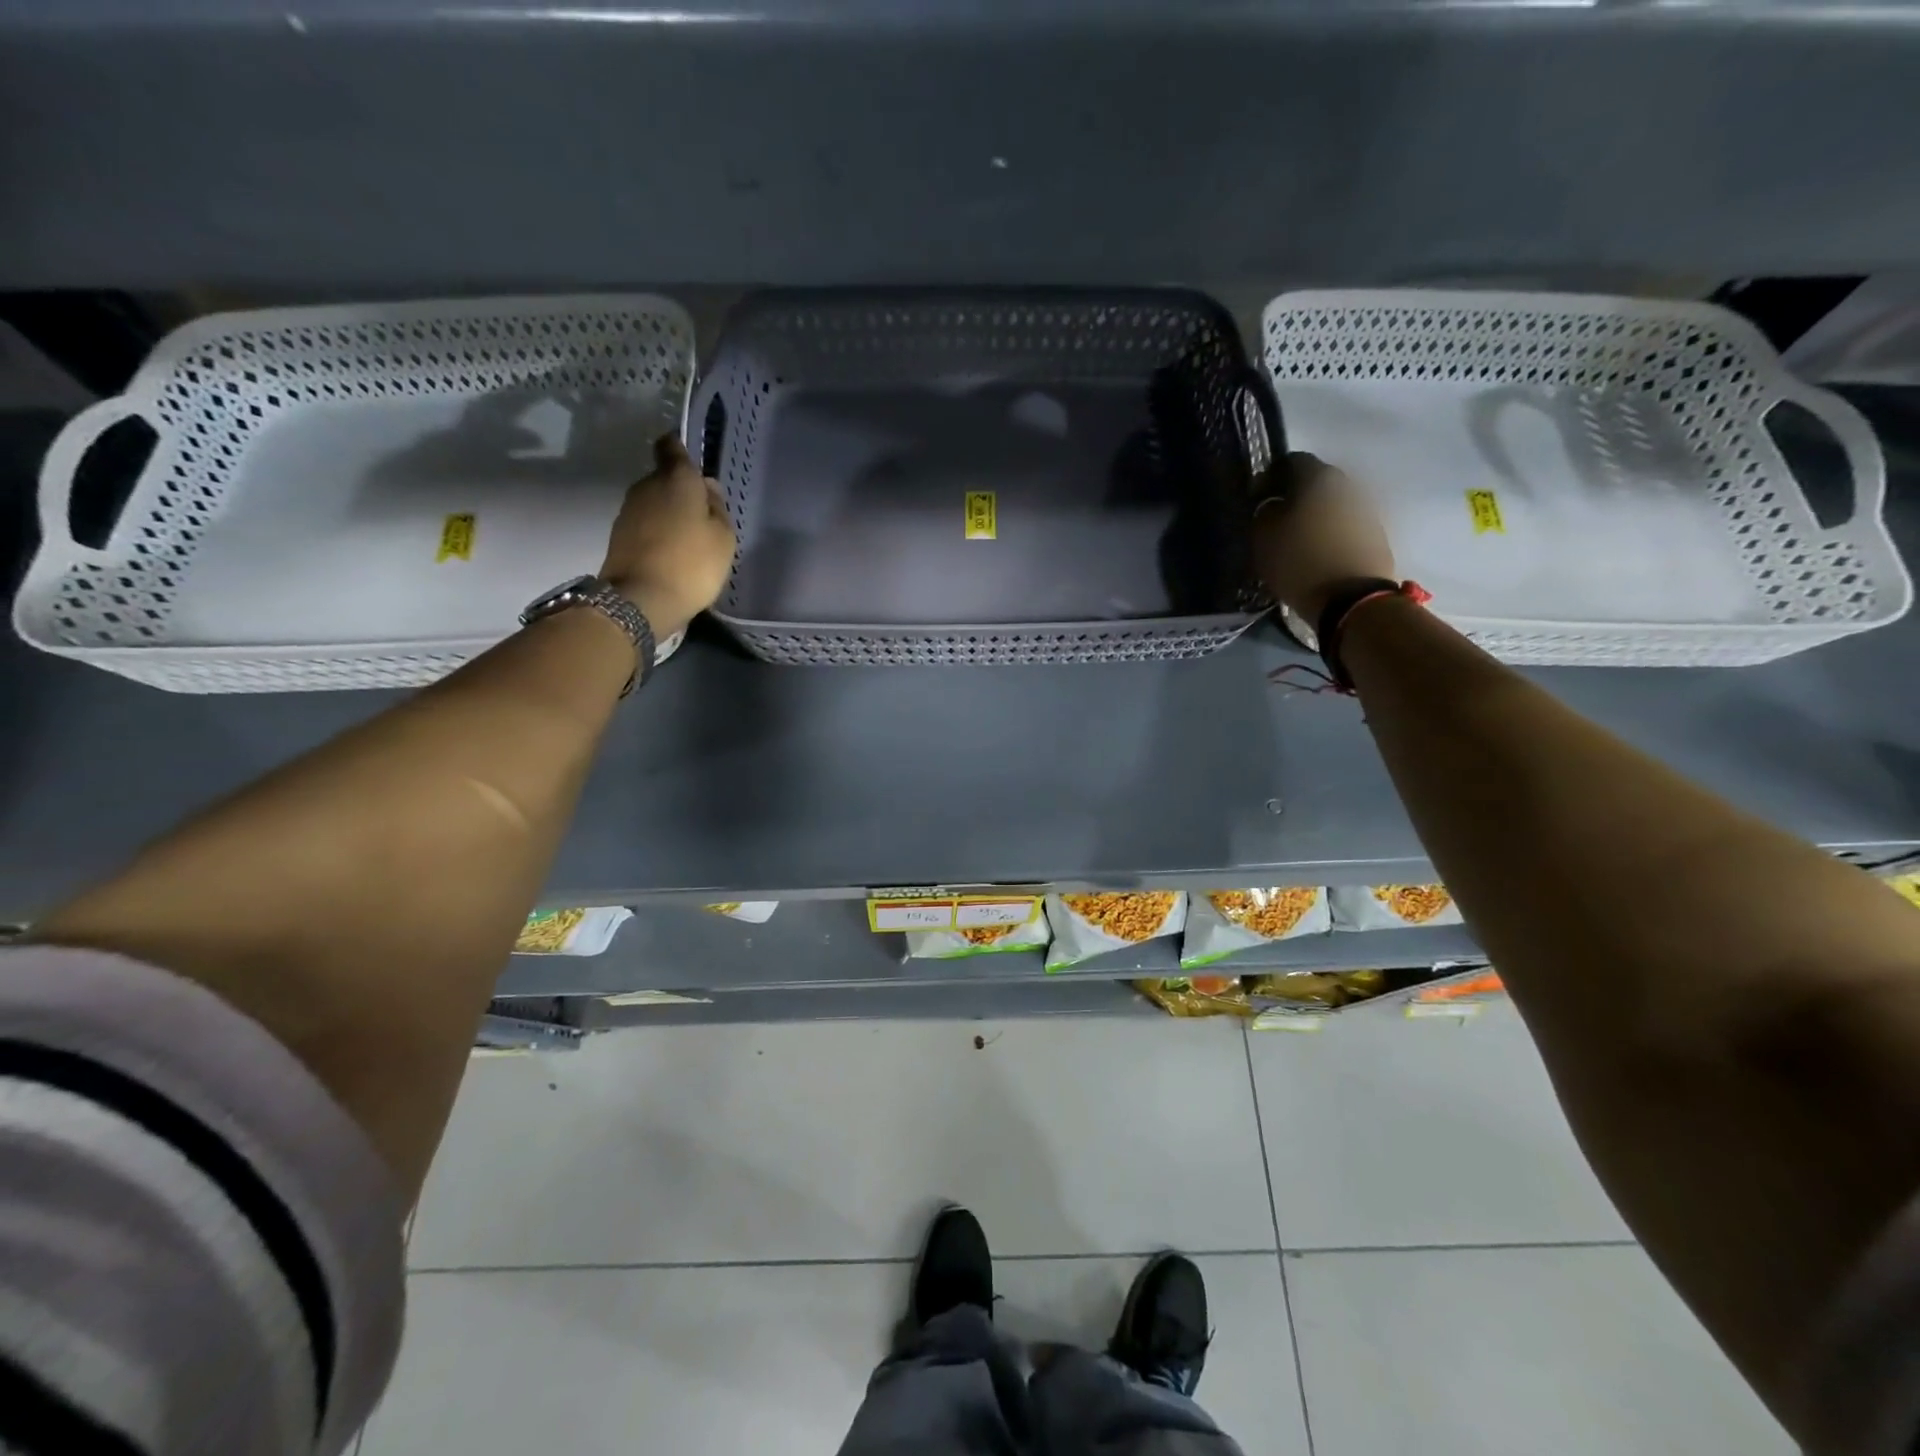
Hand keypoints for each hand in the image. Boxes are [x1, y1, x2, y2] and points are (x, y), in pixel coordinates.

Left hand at [600, 434, 737, 638]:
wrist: (642, 600)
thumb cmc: (693, 564)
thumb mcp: (724, 538)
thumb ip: (718, 508)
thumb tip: (708, 488)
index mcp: (676, 478)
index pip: (672, 446)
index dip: (681, 450)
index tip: (694, 465)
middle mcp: (648, 485)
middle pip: (665, 477)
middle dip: (681, 490)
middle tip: (702, 515)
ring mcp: (629, 510)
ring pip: (654, 502)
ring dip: (669, 514)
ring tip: (688, 540)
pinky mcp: (619, 535)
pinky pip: (645, 524)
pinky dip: (657, 533)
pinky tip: (671, 554)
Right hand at [1251, 452, 1394, 621]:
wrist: (1354, 600)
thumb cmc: (1301, 562)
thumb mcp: (1264, 539)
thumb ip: (1264, 513)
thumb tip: (1270, 506)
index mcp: (1319, 477)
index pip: (1290, 462)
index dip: (1269, 478)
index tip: (1257, 500)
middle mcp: (1348, 484)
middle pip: (1315, 483)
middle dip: (1295, 497)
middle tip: (1277, 520)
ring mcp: (1367, 509)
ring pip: (1332, 505)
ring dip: (1315, 517)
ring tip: (1298, 541)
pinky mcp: (1377, 534)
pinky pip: (1345, 526)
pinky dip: (1330, 534)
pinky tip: (1318, 553)